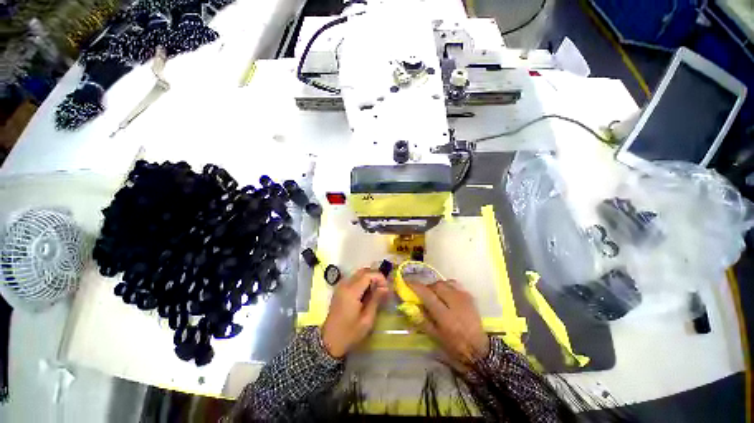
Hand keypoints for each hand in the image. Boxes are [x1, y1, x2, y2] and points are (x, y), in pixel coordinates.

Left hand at [321, 268, 388, 357]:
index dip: (379, 277)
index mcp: (351, 291)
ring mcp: (341, 286)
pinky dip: (362, 281)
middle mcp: (345, 284)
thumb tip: (385, 288)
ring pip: (358, 273)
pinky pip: (353, 278)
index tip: (386, 288)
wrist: (329, 341)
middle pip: (363, 271)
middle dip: (375, 276)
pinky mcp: (340, 289)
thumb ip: (376, 300)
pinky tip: (367, 292)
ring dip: (369, 278)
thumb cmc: (350, 332)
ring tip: (376, 290)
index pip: (368, 274)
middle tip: (383, 288)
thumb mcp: (367, 319)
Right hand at [407, 280, 489, 366]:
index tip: (407, 282)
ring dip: (436, 286)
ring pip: (444, 283)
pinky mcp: (469, 296)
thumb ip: (422, 319)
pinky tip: (446, 294)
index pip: (427, 295)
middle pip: (436, 285)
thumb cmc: (454, 346)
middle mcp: (455, 303)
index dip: (415, 287)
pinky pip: (454, 284)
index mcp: (445, 316)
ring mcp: (463, 297)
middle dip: (427, 287)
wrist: (479, 349)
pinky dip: (446, 286)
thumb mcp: (435, 336)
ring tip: (434, 294)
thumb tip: (410, 306)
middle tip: (423, 294)